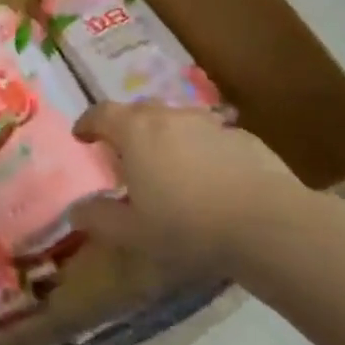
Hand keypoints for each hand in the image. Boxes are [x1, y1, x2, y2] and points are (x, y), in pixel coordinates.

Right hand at [71, 103, 303, 283]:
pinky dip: (202, 149)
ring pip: (177, 121)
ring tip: (170, 165)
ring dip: (166, 136)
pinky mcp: (242, 137)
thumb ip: (100, 217)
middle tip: (125, 153)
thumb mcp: (134, 232)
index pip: (101, 113)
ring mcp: (208, 123)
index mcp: (135, 131)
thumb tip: (76, 210)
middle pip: (138, 112)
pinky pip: (210, 137)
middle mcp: (168, 116)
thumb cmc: (188, 225)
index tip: (82, 136)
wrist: (269, 224)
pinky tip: (212, 178)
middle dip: (127, 128)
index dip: (88, 123)